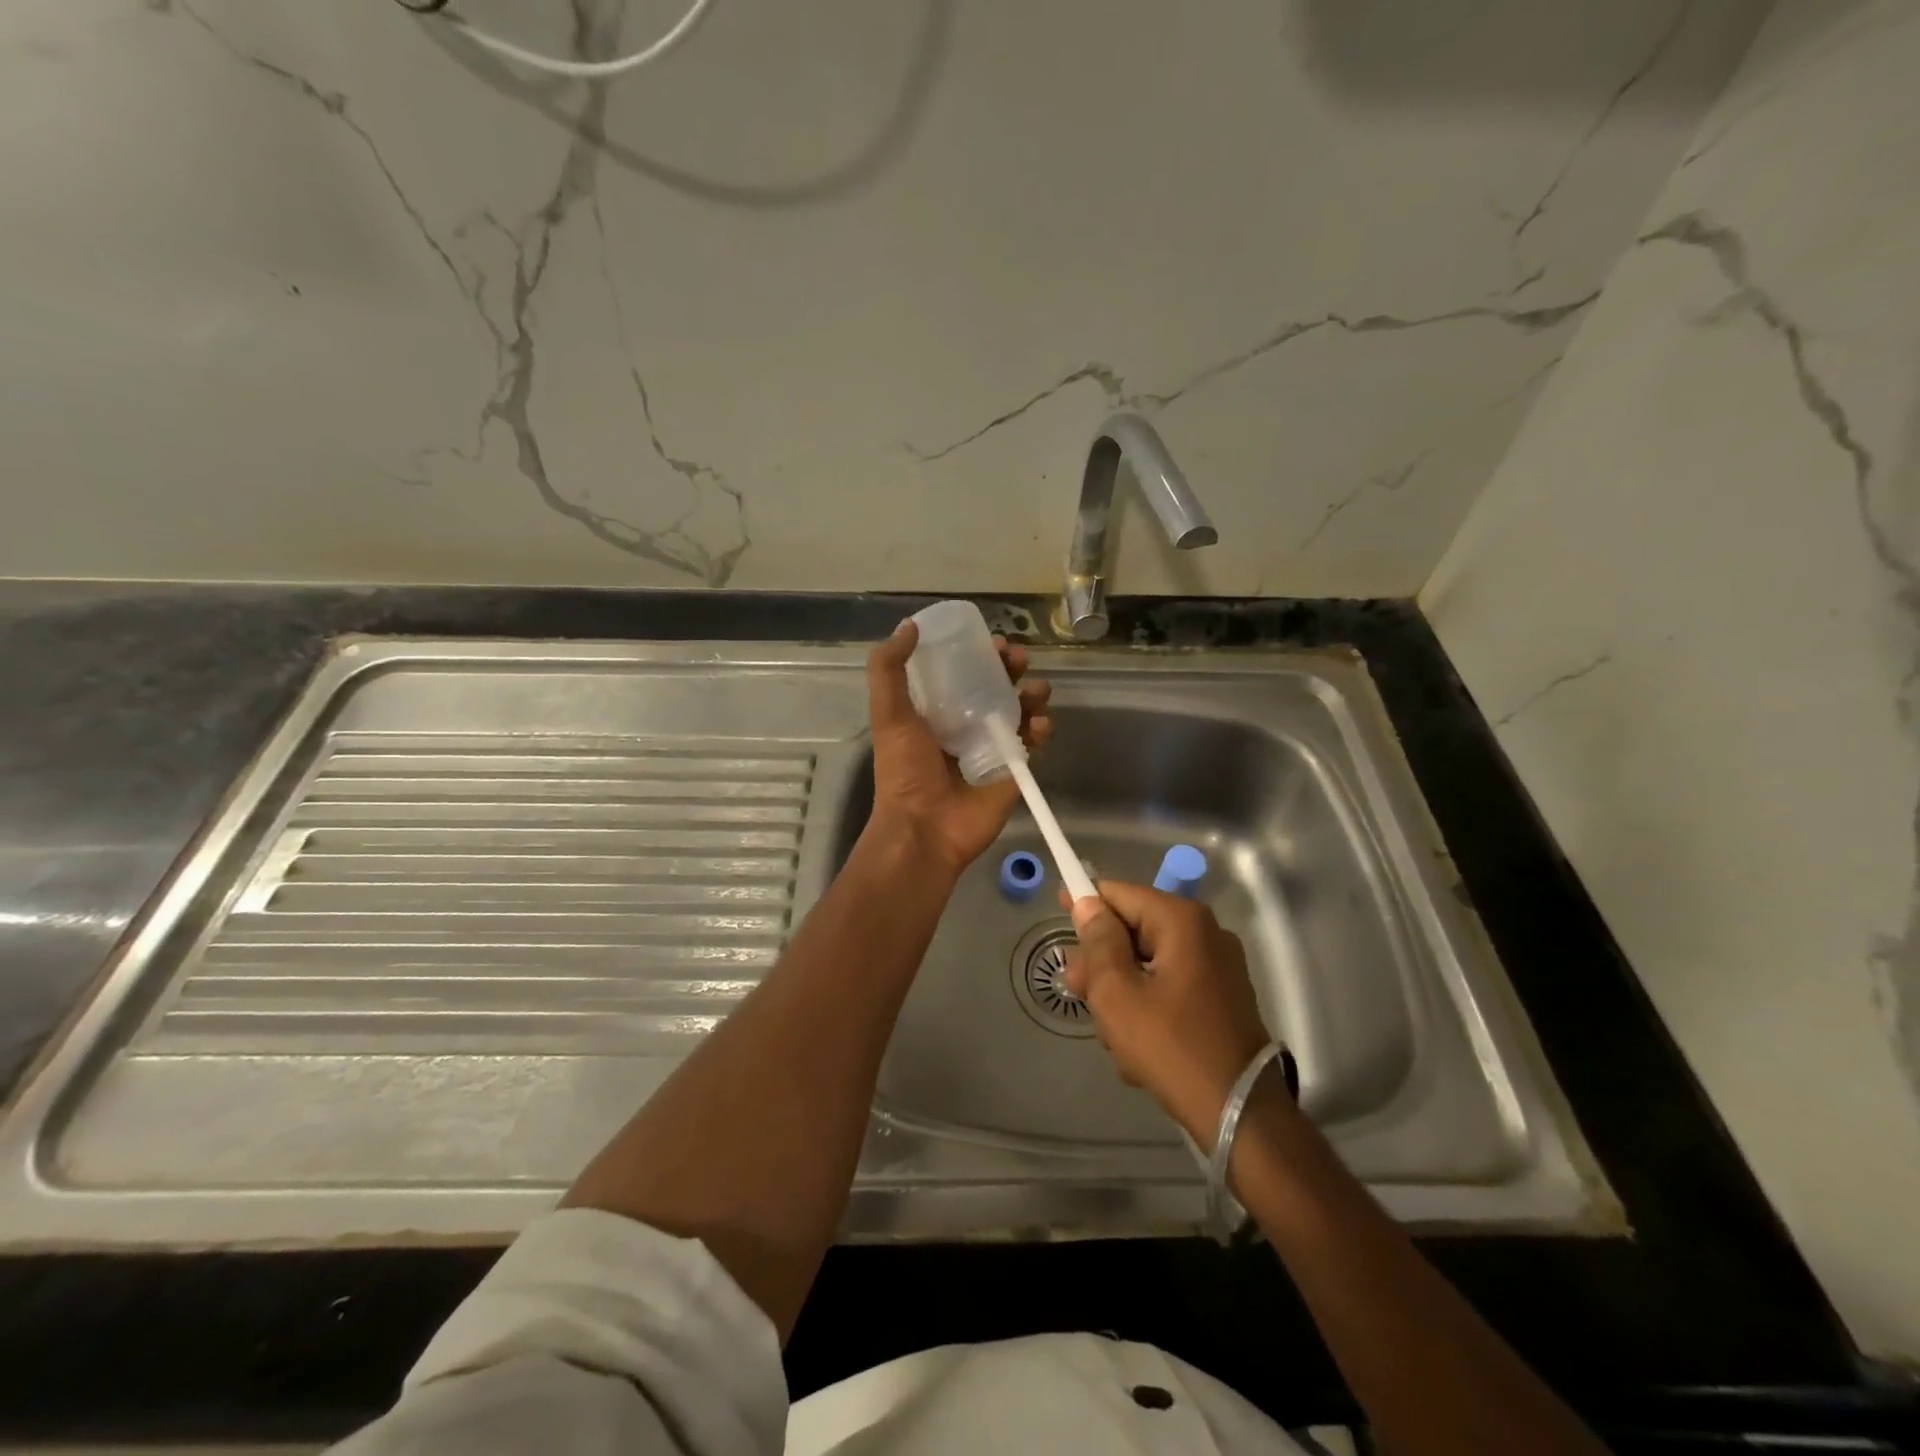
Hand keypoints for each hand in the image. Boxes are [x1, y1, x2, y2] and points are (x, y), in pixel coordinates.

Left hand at [863, 619, 1053, 879]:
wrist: (924, 828)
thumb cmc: (904, 770)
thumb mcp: (888, 714)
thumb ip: (890, 669)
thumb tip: (909, 625)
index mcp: (937, 711)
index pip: (964, 673)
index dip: (980, 655)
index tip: (993, 642)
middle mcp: (966, 725)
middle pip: (998, 686)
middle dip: (1012, 668)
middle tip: (1018, 658)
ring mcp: (993, 747)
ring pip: (1021, 710)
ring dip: (1033, 694)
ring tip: (1036, 689)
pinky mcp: (1014, 769)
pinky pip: (1034, 741)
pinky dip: (1042, 727)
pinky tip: (1039, 724)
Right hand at [1065, 881, 1272, 1145]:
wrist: (1240, 1115)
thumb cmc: (1170, 1047)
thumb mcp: (1117, 993)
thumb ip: (1098, 942)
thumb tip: (1088, 904)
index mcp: (1182, 922)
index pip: (1120, 893)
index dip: (1086, 902)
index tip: (1058, 912)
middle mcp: (1205, 934)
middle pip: (1134, 930)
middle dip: (1102, 961)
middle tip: (1077, 991)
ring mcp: (1217, 968)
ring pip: (1148, 964)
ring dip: (1122, 993)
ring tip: (1112, 1037)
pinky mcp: (1221, 999)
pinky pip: (1169, 988)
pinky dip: (1147, 1008)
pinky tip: (1136, 1049)